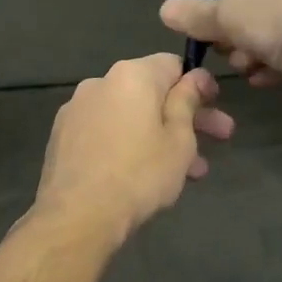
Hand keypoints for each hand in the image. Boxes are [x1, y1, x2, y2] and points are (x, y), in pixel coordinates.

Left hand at [31, 55, 234, 244]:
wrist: (76, 215)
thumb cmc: (139, 175)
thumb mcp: (179, 140)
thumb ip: (187, 102)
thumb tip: (195, 77)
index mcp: (131, 75)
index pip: (172, 65)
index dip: (198, 84)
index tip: (215, 106)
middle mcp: (100, 83)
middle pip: (151, 93)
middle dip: (186, 116)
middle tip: (219, 139)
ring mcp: (76, 110)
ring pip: (130, 116)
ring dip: (160, 136)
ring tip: (189, 171)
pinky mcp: (62, 136)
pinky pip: (106, 132)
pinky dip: (129, 144)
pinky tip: (146, 174)